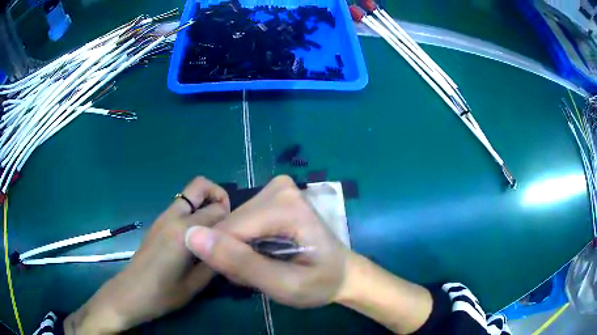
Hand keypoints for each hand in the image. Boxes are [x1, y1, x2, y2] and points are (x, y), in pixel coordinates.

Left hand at [64, 177, 229, 333]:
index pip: (218, 210)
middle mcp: (173, 216)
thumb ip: (216, 260)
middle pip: (200, 186)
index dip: (233, 219)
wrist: (131, 293)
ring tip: (215, 231)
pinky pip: (181, 206)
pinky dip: (195, 211)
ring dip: (206, 203)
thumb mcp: (196, 284)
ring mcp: (163, 217)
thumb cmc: (163, 294)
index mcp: (184, 232)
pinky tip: (198, 236)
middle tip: (228, 221)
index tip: (238, 234)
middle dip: (219, 196)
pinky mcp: (158, 223)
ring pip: (189, 194)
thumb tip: (231, 246)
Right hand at [185, 175, 347, 307]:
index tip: (251, 279)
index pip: (228, 230)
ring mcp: (275, 189)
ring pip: (231, 225)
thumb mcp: (283, 285)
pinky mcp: (271, 196)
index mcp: (284, 205)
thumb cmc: (320, 283)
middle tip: (263, 274)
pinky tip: (265, 255)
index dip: (230, 261)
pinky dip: (245, 244)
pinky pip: (240, 223)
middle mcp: (277, 188)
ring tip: (266, 267)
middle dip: (236, 256)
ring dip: (240, 252)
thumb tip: (192, 236)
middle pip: (230, 226)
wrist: (342, 273)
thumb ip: (239, 263)